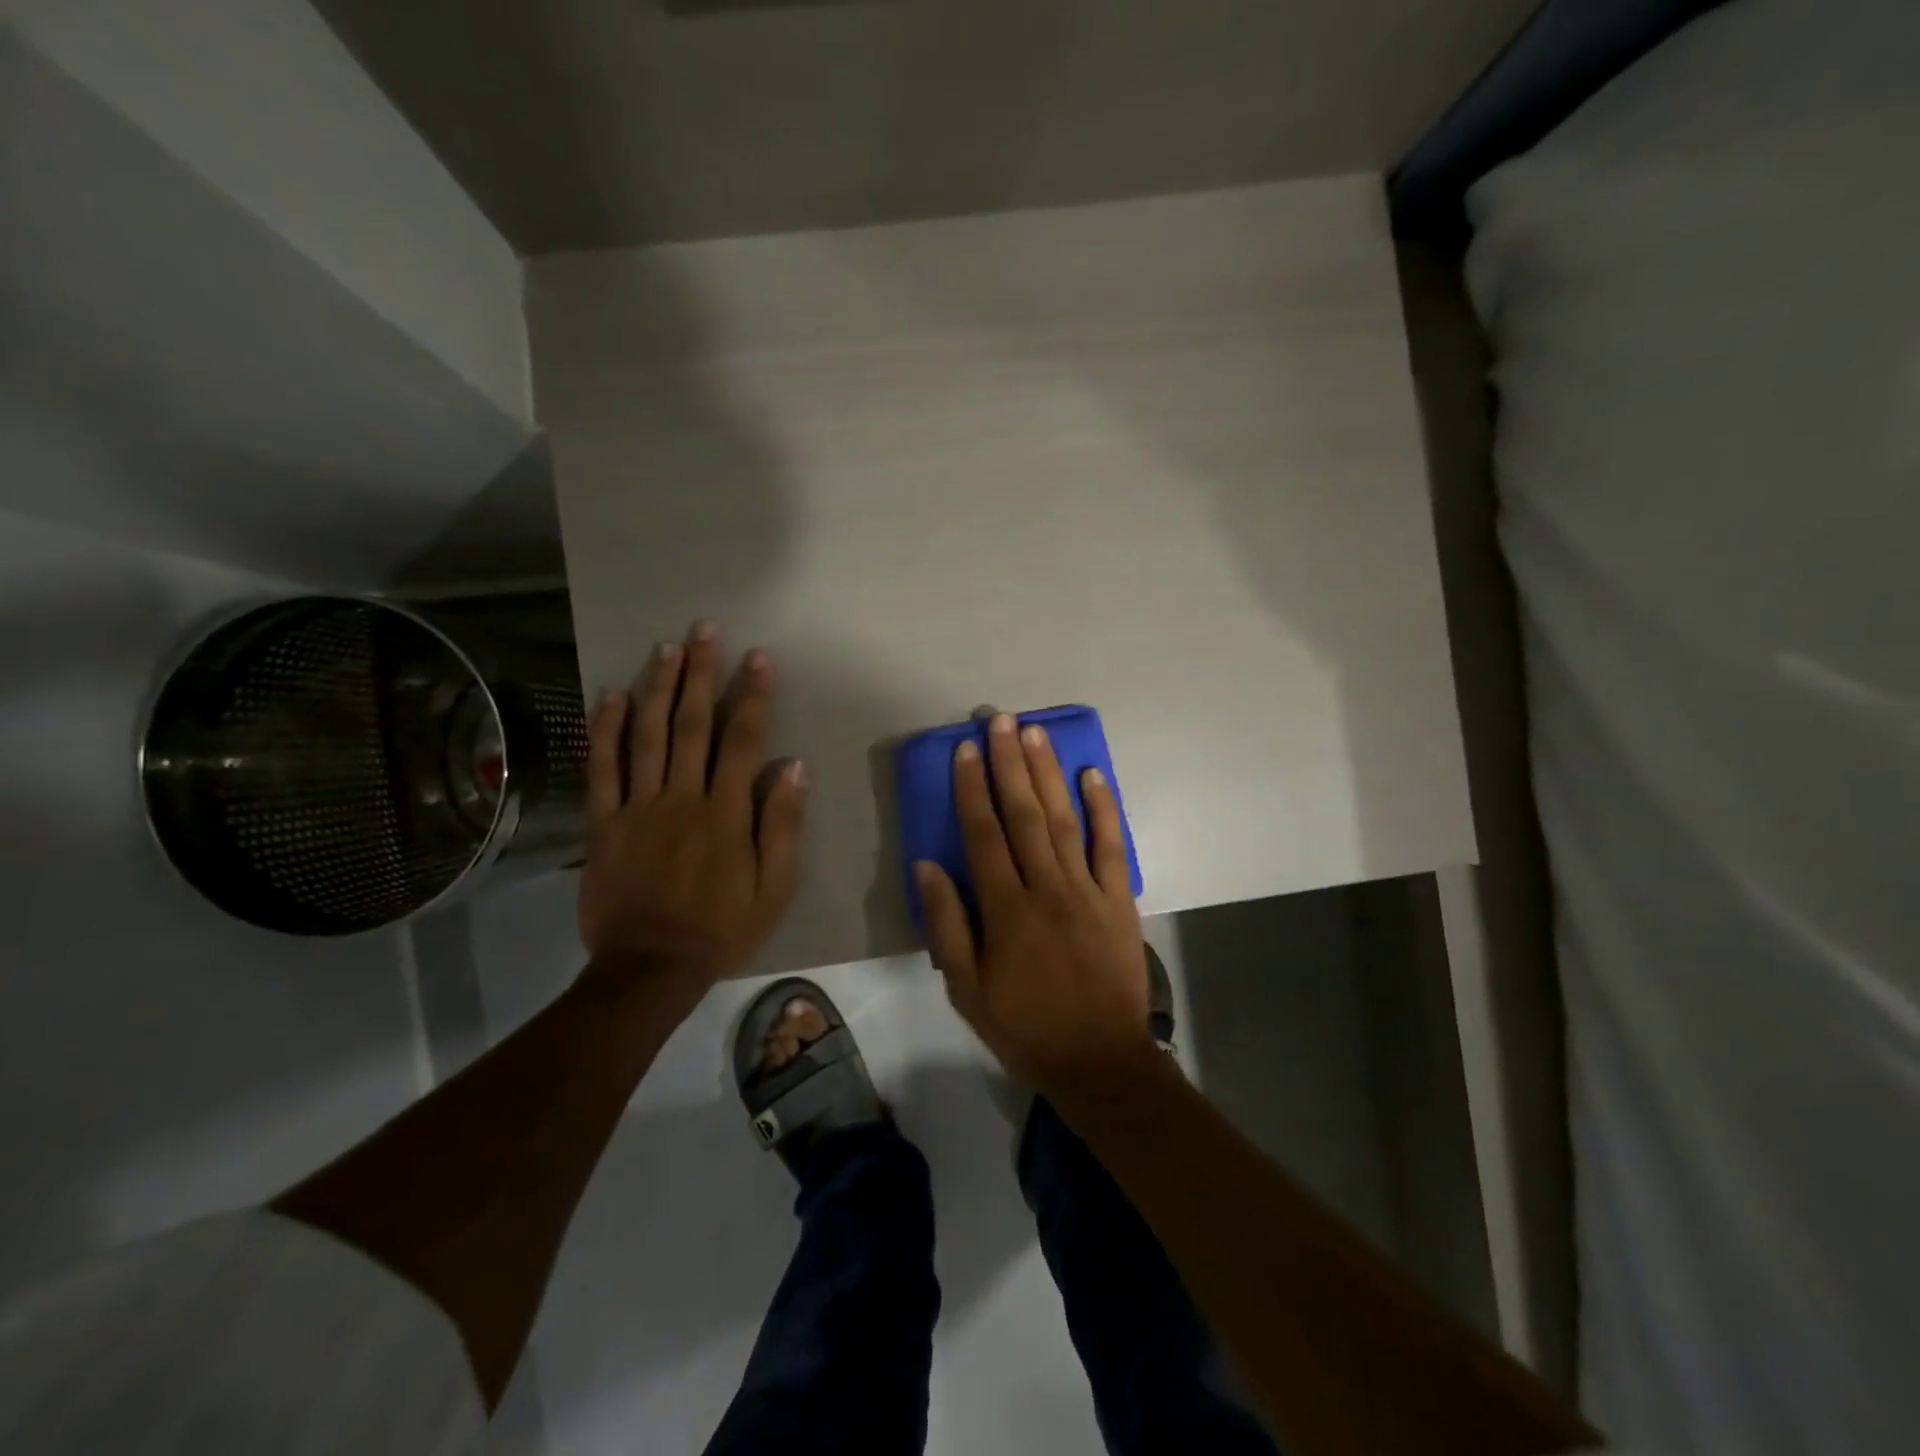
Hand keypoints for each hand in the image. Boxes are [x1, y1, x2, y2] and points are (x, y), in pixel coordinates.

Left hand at [578, 623, 807, 987]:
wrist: (650, 968)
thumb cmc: (722, 928)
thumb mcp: (774, 888)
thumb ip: (782, 825)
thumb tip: (793, 766)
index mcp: (725, 813)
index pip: (741, 740)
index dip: (752, 695)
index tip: (758, 657)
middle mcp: (681, 797)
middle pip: (690, 724)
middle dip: (701, 673)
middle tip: (705, 630)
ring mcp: (637, 807)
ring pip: (645, 735)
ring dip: (657, 687)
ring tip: (666, 648)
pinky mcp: (603, 823)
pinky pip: (601, 769)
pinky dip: (604, 730)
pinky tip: (610, 696)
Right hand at [916, 713, 1152, 1097]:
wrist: (1100, 1060)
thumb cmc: (1025, 1027)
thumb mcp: (967, 991)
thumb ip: (947, 926)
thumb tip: (928, 865)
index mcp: (1006, 911)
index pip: (984, 836)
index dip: (973, 789)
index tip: (966, 750)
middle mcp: (1047, 889)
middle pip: (1025, 815)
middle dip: (1010, 764)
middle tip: (1001, 721)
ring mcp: (1088, 890)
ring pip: (1065, 820)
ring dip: (1049, 774)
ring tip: (1035, 733)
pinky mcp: (1119, 899)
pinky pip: (1111, 846)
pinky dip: (1104, 808)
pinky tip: (1093, 775)